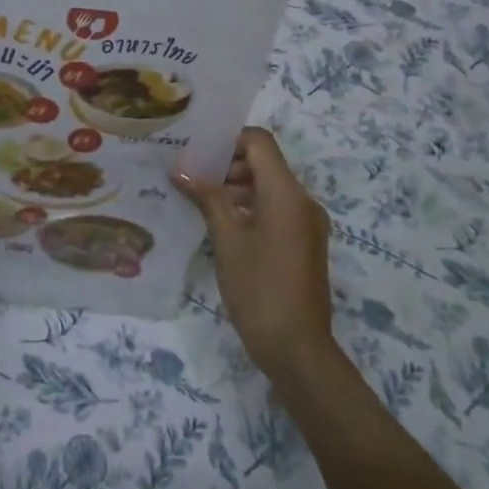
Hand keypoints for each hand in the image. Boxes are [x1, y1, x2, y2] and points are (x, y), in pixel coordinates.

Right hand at [174, 127, 334, 382]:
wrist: (298, 349)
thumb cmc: (258, 288)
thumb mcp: (227, 239)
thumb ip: (207, 198)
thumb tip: (181, 170)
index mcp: (287, 193)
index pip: (260, 142)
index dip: (229, 139)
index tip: (198, 151)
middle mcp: (303, 201)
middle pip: (264, 163)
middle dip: (228, 165)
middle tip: (191, 177)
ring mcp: (307, 223)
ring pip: (269, 187)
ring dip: (237, 187)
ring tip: (200, 200)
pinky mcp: (305, 242)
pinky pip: (277, 209)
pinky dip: (250, 207)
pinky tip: (221, 224)